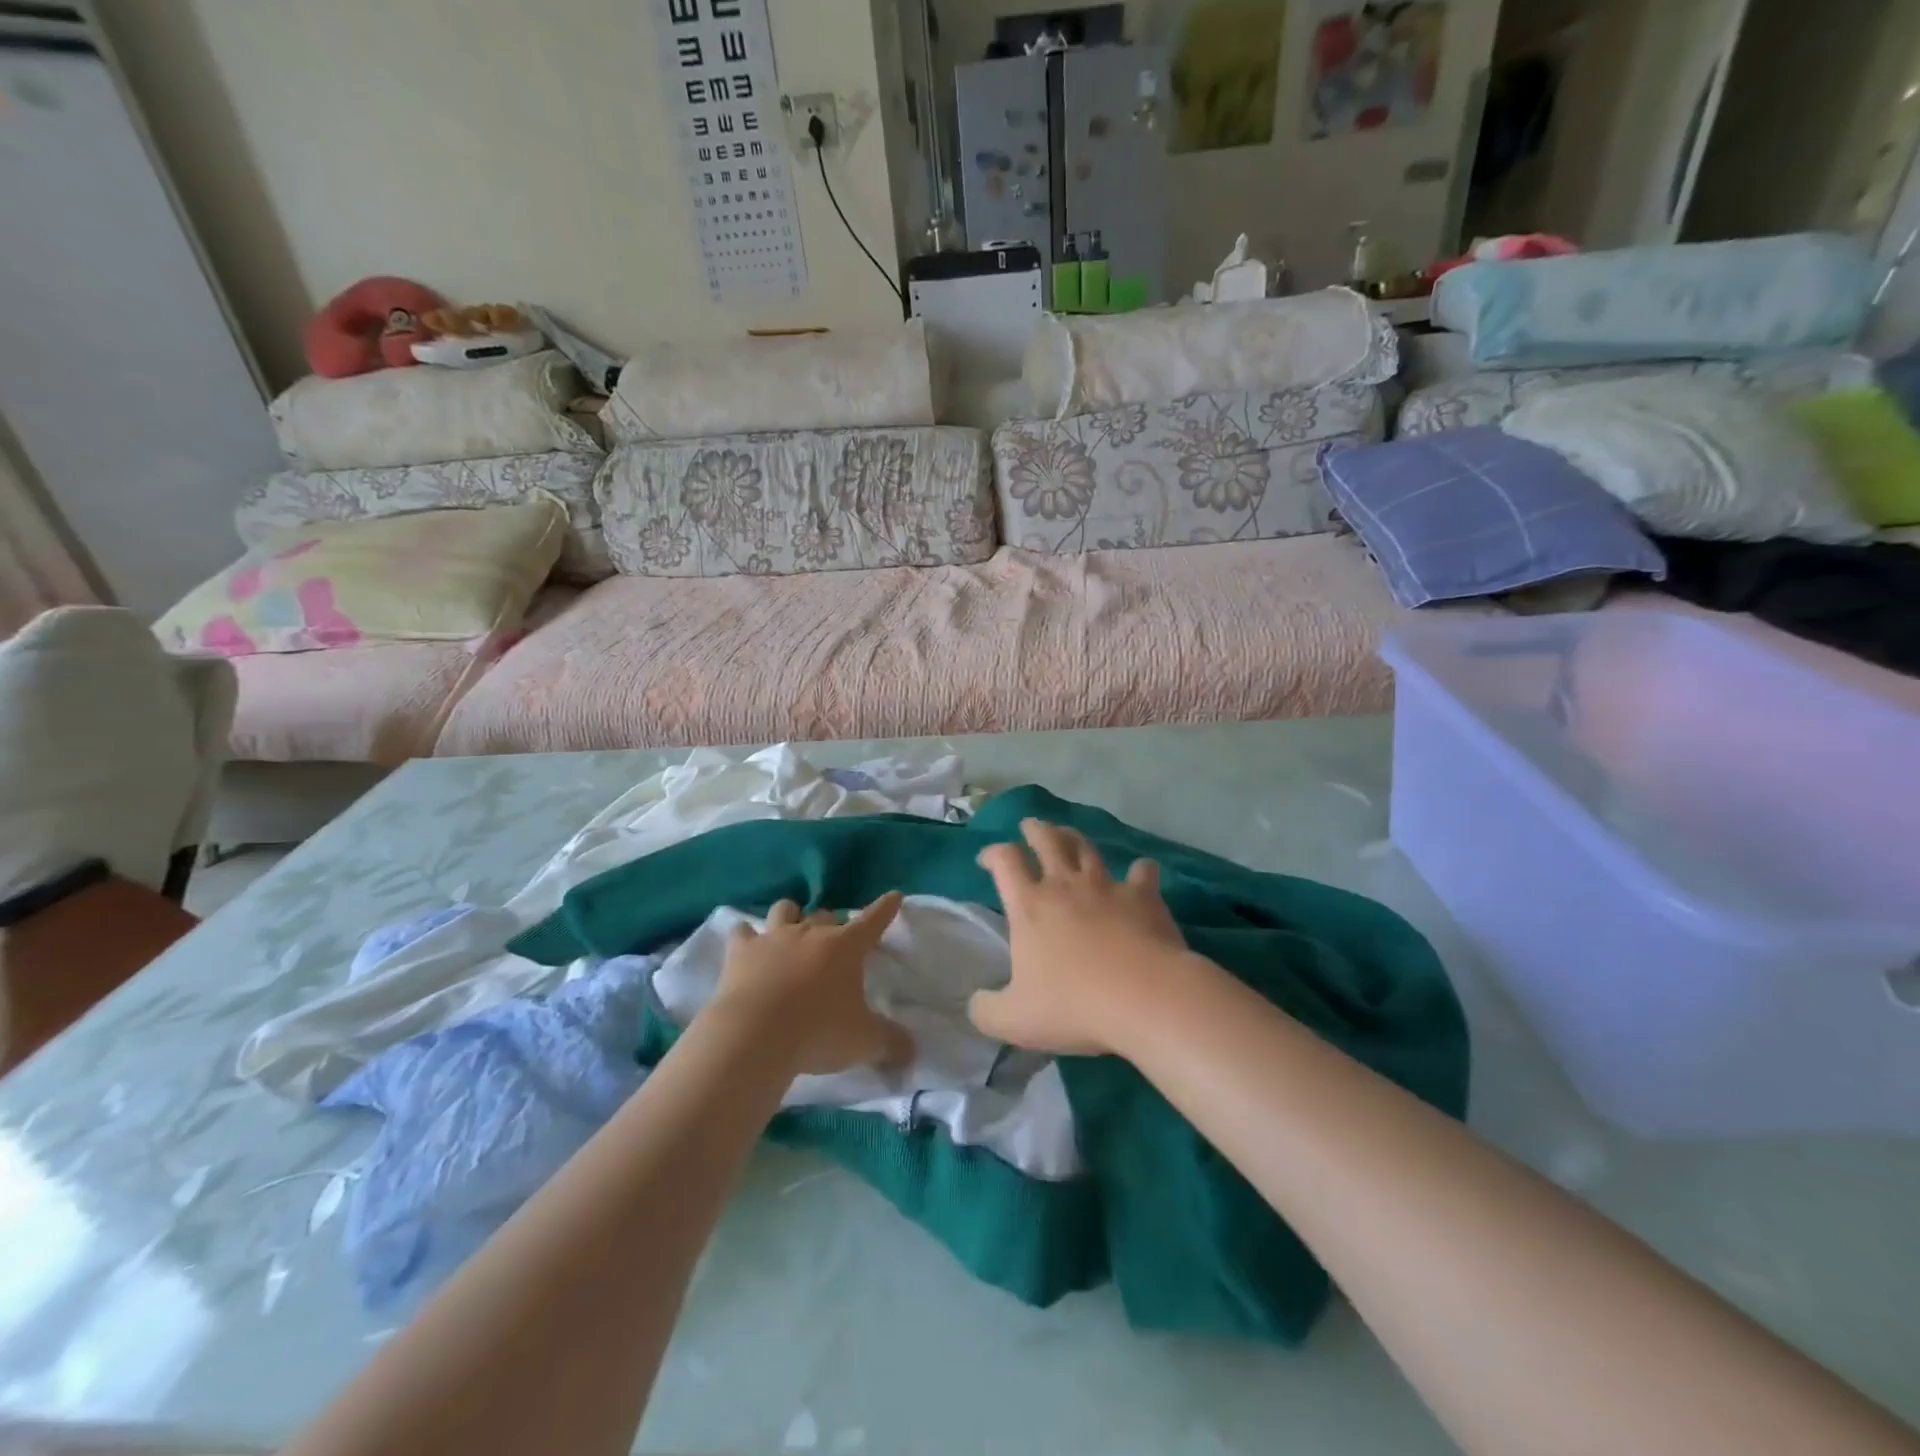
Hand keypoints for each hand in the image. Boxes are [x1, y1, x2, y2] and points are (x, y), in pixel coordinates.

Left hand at [709, 894, 913, 1076]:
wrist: (755, 1035)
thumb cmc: (818, 1032)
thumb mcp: (865, 1042)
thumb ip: (891, 1043)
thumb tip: (911, 1051)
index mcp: (845, 947)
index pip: (873, 920)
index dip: (885, 908)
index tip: (893, 896)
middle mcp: (811, 933)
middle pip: (825, 915)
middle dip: (831, 924)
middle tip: (833, 943)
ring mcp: (773, 939)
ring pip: (785, 910)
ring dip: (790, 917)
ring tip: (790, 930)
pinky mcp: (740, 953)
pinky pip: (742, 933)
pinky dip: (746, 936)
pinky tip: (746, 945)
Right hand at [968, 819, 1190, 1056]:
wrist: (1144, 997)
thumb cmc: (1074, 1005)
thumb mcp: (1014, 1020)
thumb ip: (986, 1010)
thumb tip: (975, 1003)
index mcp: (1030, 906)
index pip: (1005, 862)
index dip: (993, 853)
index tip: (987, 859)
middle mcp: (1065, 885)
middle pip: (1046, 840)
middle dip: (1035, 829)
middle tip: (1030, 826)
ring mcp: (1107, 886)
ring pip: (1087, 848)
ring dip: (1074, 838)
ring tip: (1069, 836)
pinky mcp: (1143, 897)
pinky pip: (1142, 872)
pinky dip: (1140, 870)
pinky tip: (1142, 872)